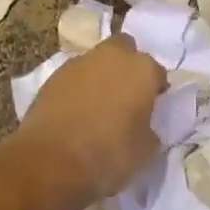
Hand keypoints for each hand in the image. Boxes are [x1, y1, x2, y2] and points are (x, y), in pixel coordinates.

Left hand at [16, 36, 164, 200]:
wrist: (51, 160)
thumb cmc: (109, 154)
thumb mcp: (145, 151)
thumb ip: (149, 129)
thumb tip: (143, 125)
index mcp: (141, 69)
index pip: (157, 72)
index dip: (156, 89)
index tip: (152, 107)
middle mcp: (112, 56)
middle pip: (125, 49)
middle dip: (126, 66)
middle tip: (125, 95)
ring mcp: (79, 63)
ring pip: (97, 61)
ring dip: (100, 75)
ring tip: (98, 105)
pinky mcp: (53, 76)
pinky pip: (74, 76)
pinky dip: (78, 88)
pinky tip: (75, 111)